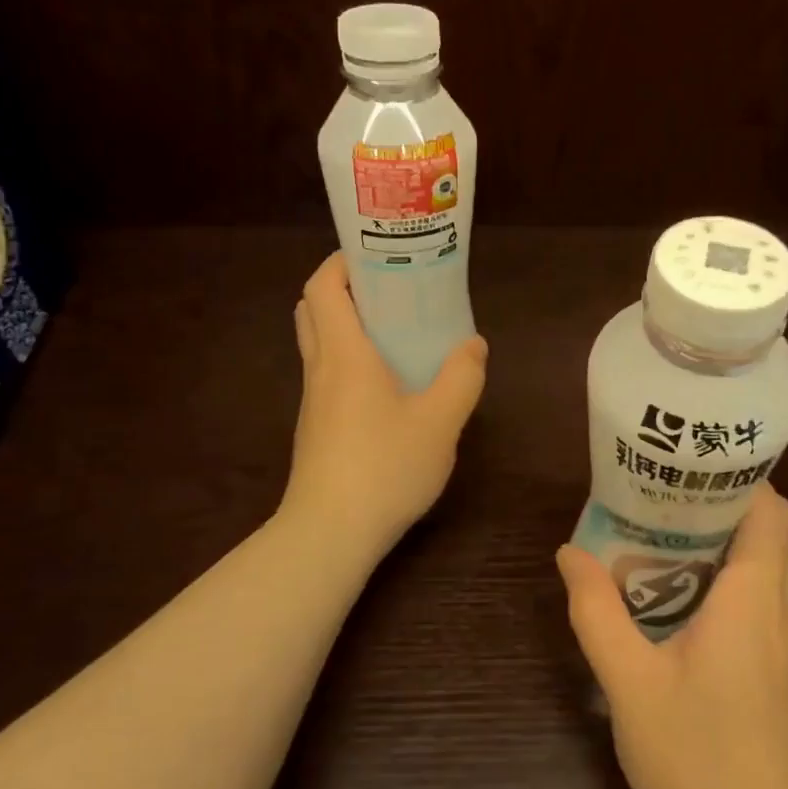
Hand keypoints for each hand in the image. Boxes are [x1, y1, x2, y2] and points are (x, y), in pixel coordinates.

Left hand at [280, 252, 487, 557]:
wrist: (329, 534)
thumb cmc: (384, 467)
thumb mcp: (440, 422)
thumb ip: (461, 377)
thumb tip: (473, 345)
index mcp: (344, 353)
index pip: (323, 286)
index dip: (342, 261)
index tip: (377, 254)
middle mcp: (320, 368)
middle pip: (313, 309)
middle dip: (344, 288)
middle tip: (388, 289)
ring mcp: (313, 401)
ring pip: (319, 343)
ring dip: (347, 325)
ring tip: (395, 330)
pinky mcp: (316, 428)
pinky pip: (328, 374)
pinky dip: (350, 359)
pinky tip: (388, 384)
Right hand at [556, 483, 787, 788]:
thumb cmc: (699, 757)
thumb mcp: (629, 682)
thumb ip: (597, 612)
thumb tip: (570, 553)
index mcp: (755, 596)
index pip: (771, 509)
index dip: (736, 477)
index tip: (686, 466)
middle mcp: (782, 609)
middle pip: (769, 530)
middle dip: (719, 504)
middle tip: (660, 496)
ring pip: (766, 566)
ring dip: (722, 543)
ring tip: (661, 536)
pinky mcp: (783, 671)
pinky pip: (761, 600)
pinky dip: (728, 581)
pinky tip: (679, 600)